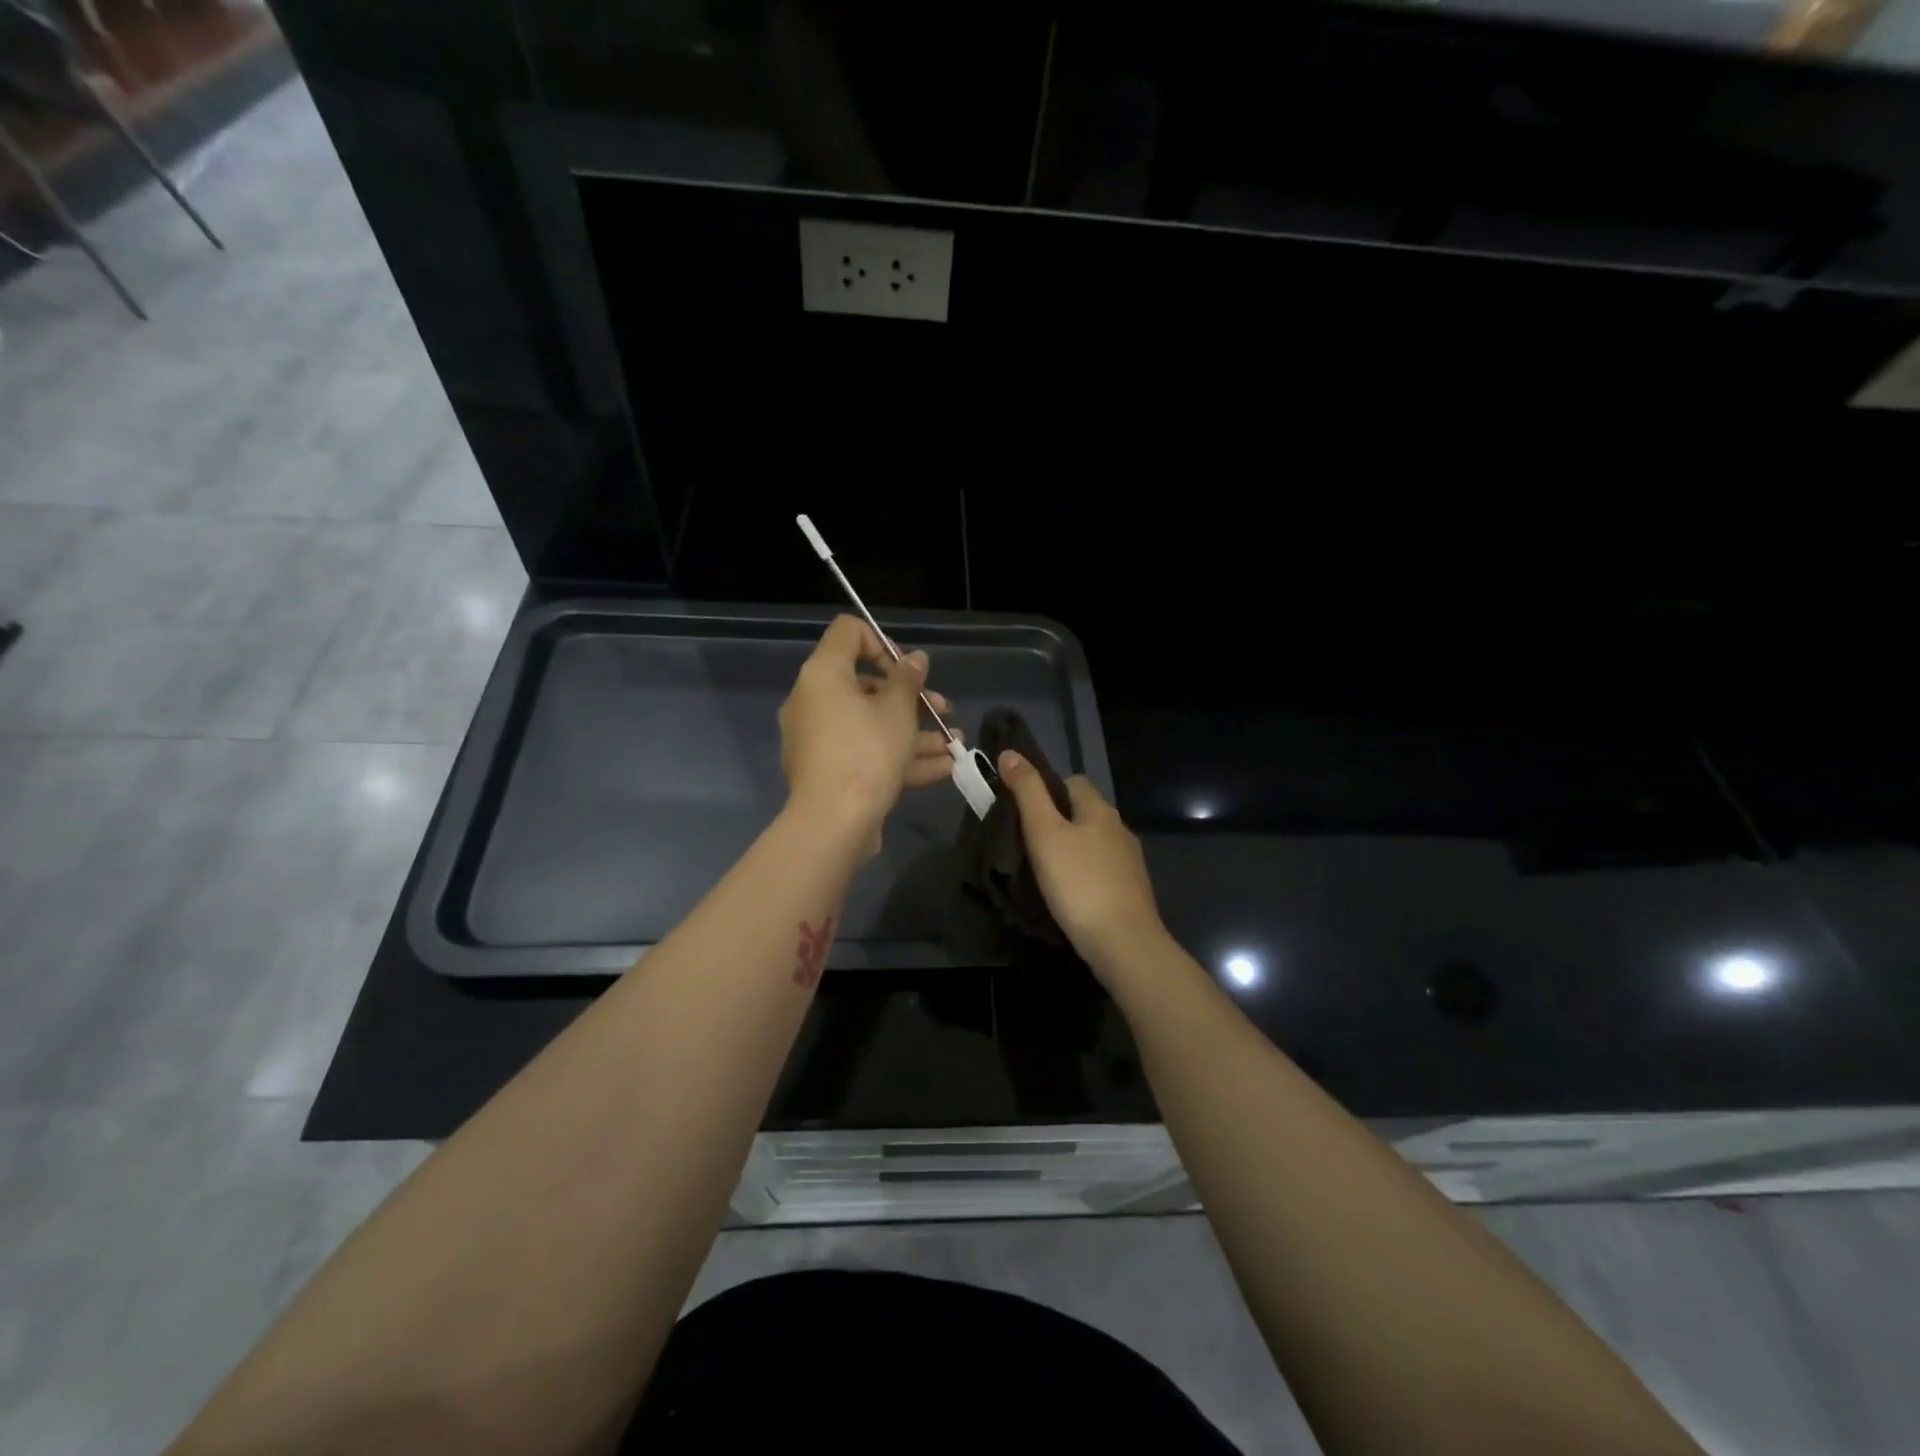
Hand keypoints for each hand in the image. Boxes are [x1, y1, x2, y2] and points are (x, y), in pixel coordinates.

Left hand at [779, 615, 958, 853]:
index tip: (909, 669)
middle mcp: (814, 702)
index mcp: (823, 675)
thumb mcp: (897, 711)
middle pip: (866, 684)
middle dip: (912, 697)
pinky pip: (867, 753)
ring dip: (916, 732)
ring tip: (956, 743)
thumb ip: (908, 679)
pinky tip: (945, 768)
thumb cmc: (866, 752)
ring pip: (872, 725)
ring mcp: (820, 740)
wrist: (833, 824)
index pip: (849, 633)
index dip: (884, 642)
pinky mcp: (830, 772)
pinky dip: (901, 757)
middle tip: (942, 709)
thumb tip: (914, 658)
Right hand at [997, 751, 1166, 979]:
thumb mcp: (1044, 833)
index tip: (1023, 812)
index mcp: (1099, 809)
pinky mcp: (1132, 889)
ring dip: (1072, 848)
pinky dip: (1085, 872)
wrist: (1124, 942)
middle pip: (1084, 811)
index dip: (1047, 789)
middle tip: (1028, 843)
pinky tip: (1070, 892)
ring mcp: (1130, 860)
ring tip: (1045, 870)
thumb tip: (1010, 753)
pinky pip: (1102, 868)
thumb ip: (1027, 791)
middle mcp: (1120, 828)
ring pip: (1094, 841)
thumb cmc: (1078, 883)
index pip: (1073, 781)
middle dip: (1058, 820)